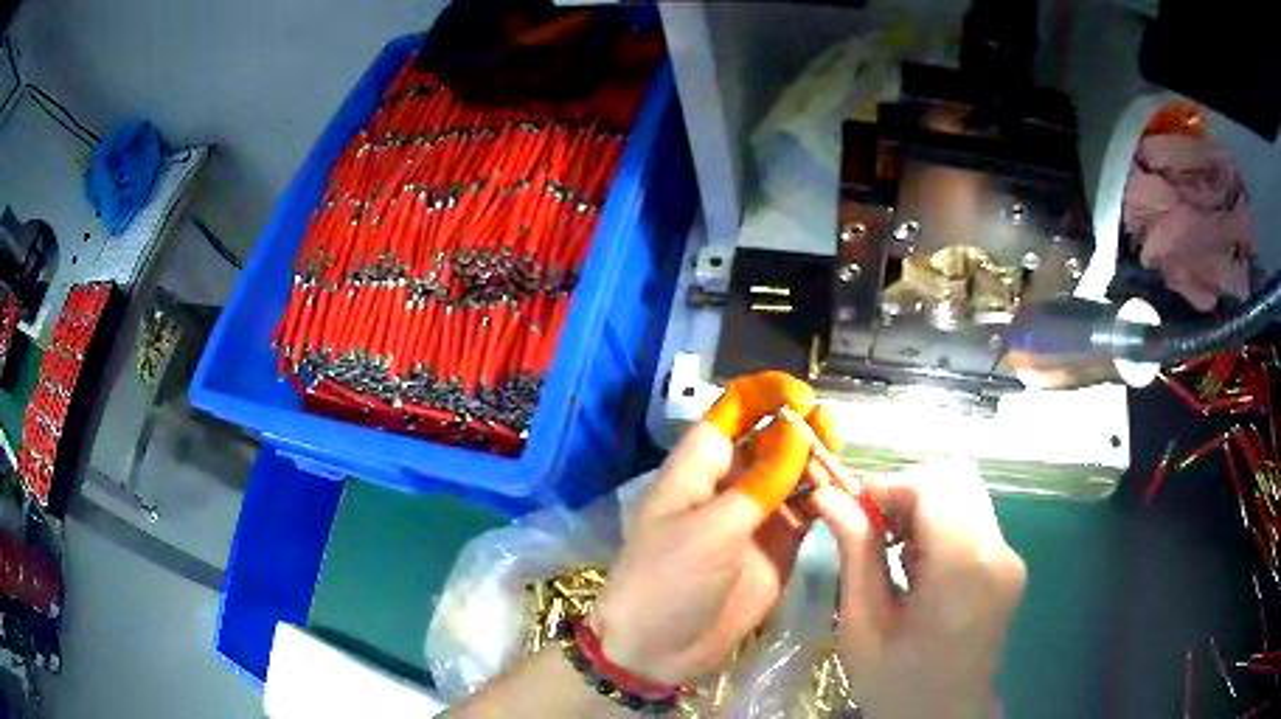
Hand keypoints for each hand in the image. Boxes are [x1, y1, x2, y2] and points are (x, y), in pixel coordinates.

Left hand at [589, 372, 838, 686]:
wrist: (659, 650)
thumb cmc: (668, 580)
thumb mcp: (711, 529)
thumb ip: (760, 483)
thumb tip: (797, 430)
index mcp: (698, 468)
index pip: (731, 412)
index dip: (765, 395)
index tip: (801, 397)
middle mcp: (730, 484)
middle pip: (770, 438)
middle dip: (800, 427)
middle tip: (829, 432)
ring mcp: (756, 515)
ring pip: (794, 472)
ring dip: (817, 462)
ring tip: (838, 464)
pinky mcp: (778, 545)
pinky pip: (807, 509)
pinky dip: (826, 498)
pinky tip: (841, 495)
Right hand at [813, 460, 1025, 718]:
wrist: (944, 716)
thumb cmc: (897, 683)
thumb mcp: (863, 625)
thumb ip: (856, 553)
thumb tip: (828, 494)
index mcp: (964, 570)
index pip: (934, 486)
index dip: (890, 484)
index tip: (854, 507)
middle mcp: (998, 551)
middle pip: (955, 479)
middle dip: (906, 491)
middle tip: (869, 525)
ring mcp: (1009, 556)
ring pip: (964, 494)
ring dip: (922, 506)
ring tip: (889, 547)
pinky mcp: (1009, 562)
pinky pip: (972, 517)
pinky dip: (938, 523)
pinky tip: (914, 561)